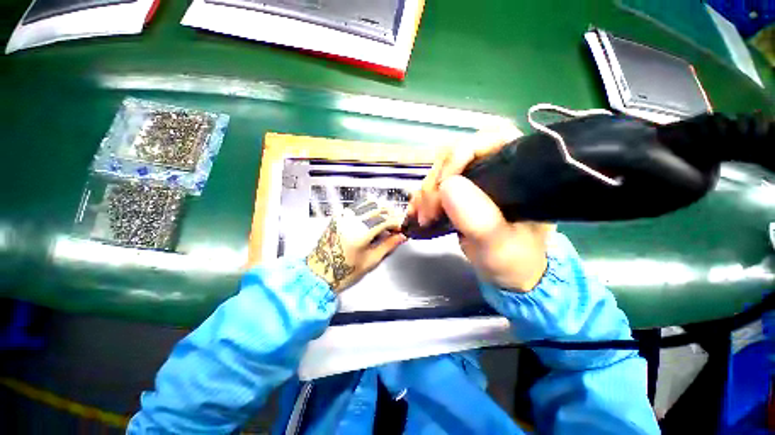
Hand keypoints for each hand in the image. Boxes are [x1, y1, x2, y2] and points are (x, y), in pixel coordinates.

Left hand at [307, 199, 406, 292]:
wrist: (319, 272)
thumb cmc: (344, 271)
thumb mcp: (371, 261)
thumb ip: (388, 245)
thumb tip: (401, 236)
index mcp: (360, 233)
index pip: (385, 220)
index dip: (397, 223)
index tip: (402, 229)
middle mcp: (351, 220)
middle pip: (378, 207)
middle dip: (391, 214)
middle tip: (396, 225)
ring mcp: (343, 216)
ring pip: (368, 203)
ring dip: (381, 209)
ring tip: (385, 222)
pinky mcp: (339, 216)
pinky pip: (358, 205)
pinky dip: (369, 208)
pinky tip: (373, 219)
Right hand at [408, 125, 553, 291]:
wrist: (506, 273)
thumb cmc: (514, 260)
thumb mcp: (501, 247)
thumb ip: (481, 221)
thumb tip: (448, 186)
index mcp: (521, 171)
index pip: (490, 139)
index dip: (460, 156)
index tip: (443, 187)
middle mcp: (497, 168)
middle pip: (457, 155)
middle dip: (436, 182)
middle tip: (428, 212)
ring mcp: (475, 179)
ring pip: (441, 169)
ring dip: (426, 192)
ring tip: (422, 217)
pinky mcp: (460, 191)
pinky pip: (435, 184)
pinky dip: (423, 197)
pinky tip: (417, 212)